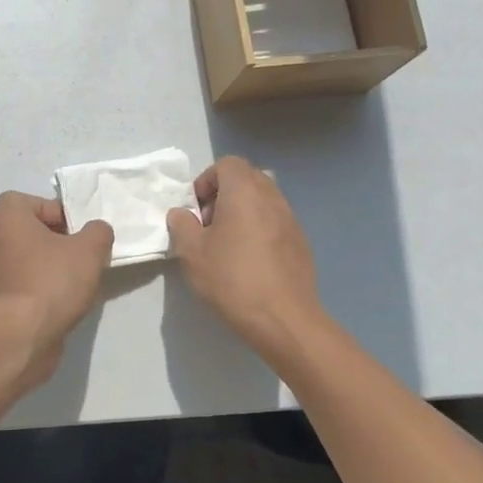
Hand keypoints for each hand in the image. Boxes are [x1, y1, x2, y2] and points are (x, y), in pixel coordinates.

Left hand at [0, 193, 113, 385]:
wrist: (19, 336)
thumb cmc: (51, 281)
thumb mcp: (89, 250)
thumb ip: (98, 232)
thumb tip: (96, 231)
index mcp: (7, 217)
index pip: (32, 202)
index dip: (58, 213)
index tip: (77, 233)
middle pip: (29, 231)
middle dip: (56, 241)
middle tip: (80, 256)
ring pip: (26, 259)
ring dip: (48, 267)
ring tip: (74, 283)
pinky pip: (21, 284)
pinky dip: (38, 290)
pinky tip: (60, 304)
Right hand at [166, 157, 324, 353]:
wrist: (283, 319)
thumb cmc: (232, 278)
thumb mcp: (192, 252)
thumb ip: (182, 224)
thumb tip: (182, 214)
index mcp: (244, 191)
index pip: (227, 164)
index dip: (206, 180)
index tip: (196, 210)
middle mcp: (272, 197)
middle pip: (247, 178)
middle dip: (224, 194)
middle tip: (209, 225)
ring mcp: (291, 220)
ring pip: (263, 201)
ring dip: (243, 212)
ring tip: (228, 245)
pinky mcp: (301, 243)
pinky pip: (275, 223)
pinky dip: (260, 230)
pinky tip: (250, 263)